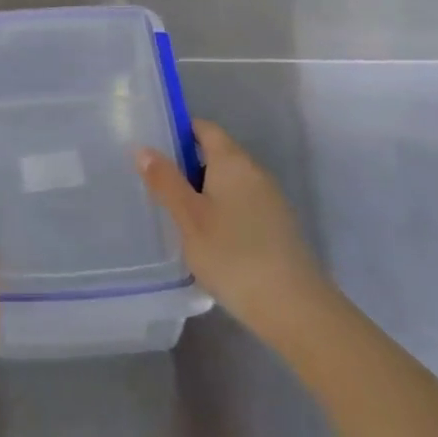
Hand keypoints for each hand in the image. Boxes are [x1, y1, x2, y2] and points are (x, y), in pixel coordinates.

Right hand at [137, 120, 333, 348]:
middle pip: (217, 154)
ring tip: (175, 214)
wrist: (294, 307)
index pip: (205, 129)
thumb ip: (166, 182)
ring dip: (203, 191)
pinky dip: (221, 211)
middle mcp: (255, 171)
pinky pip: (242, 204)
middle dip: (187, 165)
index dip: (179, 131)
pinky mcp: (277, 226)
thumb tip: (144, 148)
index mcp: (233, 161)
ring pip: (229, 182)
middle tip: (155, 185)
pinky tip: (206, 238)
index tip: (153, 149)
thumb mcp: (189, 218)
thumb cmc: (233, 255)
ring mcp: (270, 199)